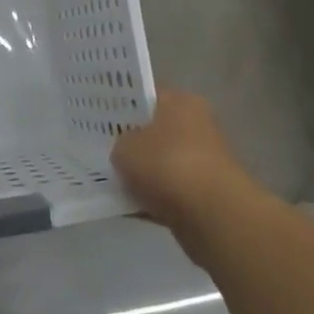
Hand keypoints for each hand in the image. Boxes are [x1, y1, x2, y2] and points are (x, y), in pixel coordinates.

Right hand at [112, 89, 251, 242]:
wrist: (213, 216)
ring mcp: (205, 162)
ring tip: (112, 181)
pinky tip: (129, 207)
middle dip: (133, 143)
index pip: (146, 96)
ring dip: (144, 174)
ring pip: (163, 164)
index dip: (122, 106)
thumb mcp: (125, 147)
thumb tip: (125, 151)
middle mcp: (197, 125)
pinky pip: (171, 192)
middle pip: (156, 131)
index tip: (100, 118)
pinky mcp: (207, 195)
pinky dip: (154, 199)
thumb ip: (120, 144)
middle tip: (103, 149)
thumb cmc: (167, 165)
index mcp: (181, 102)